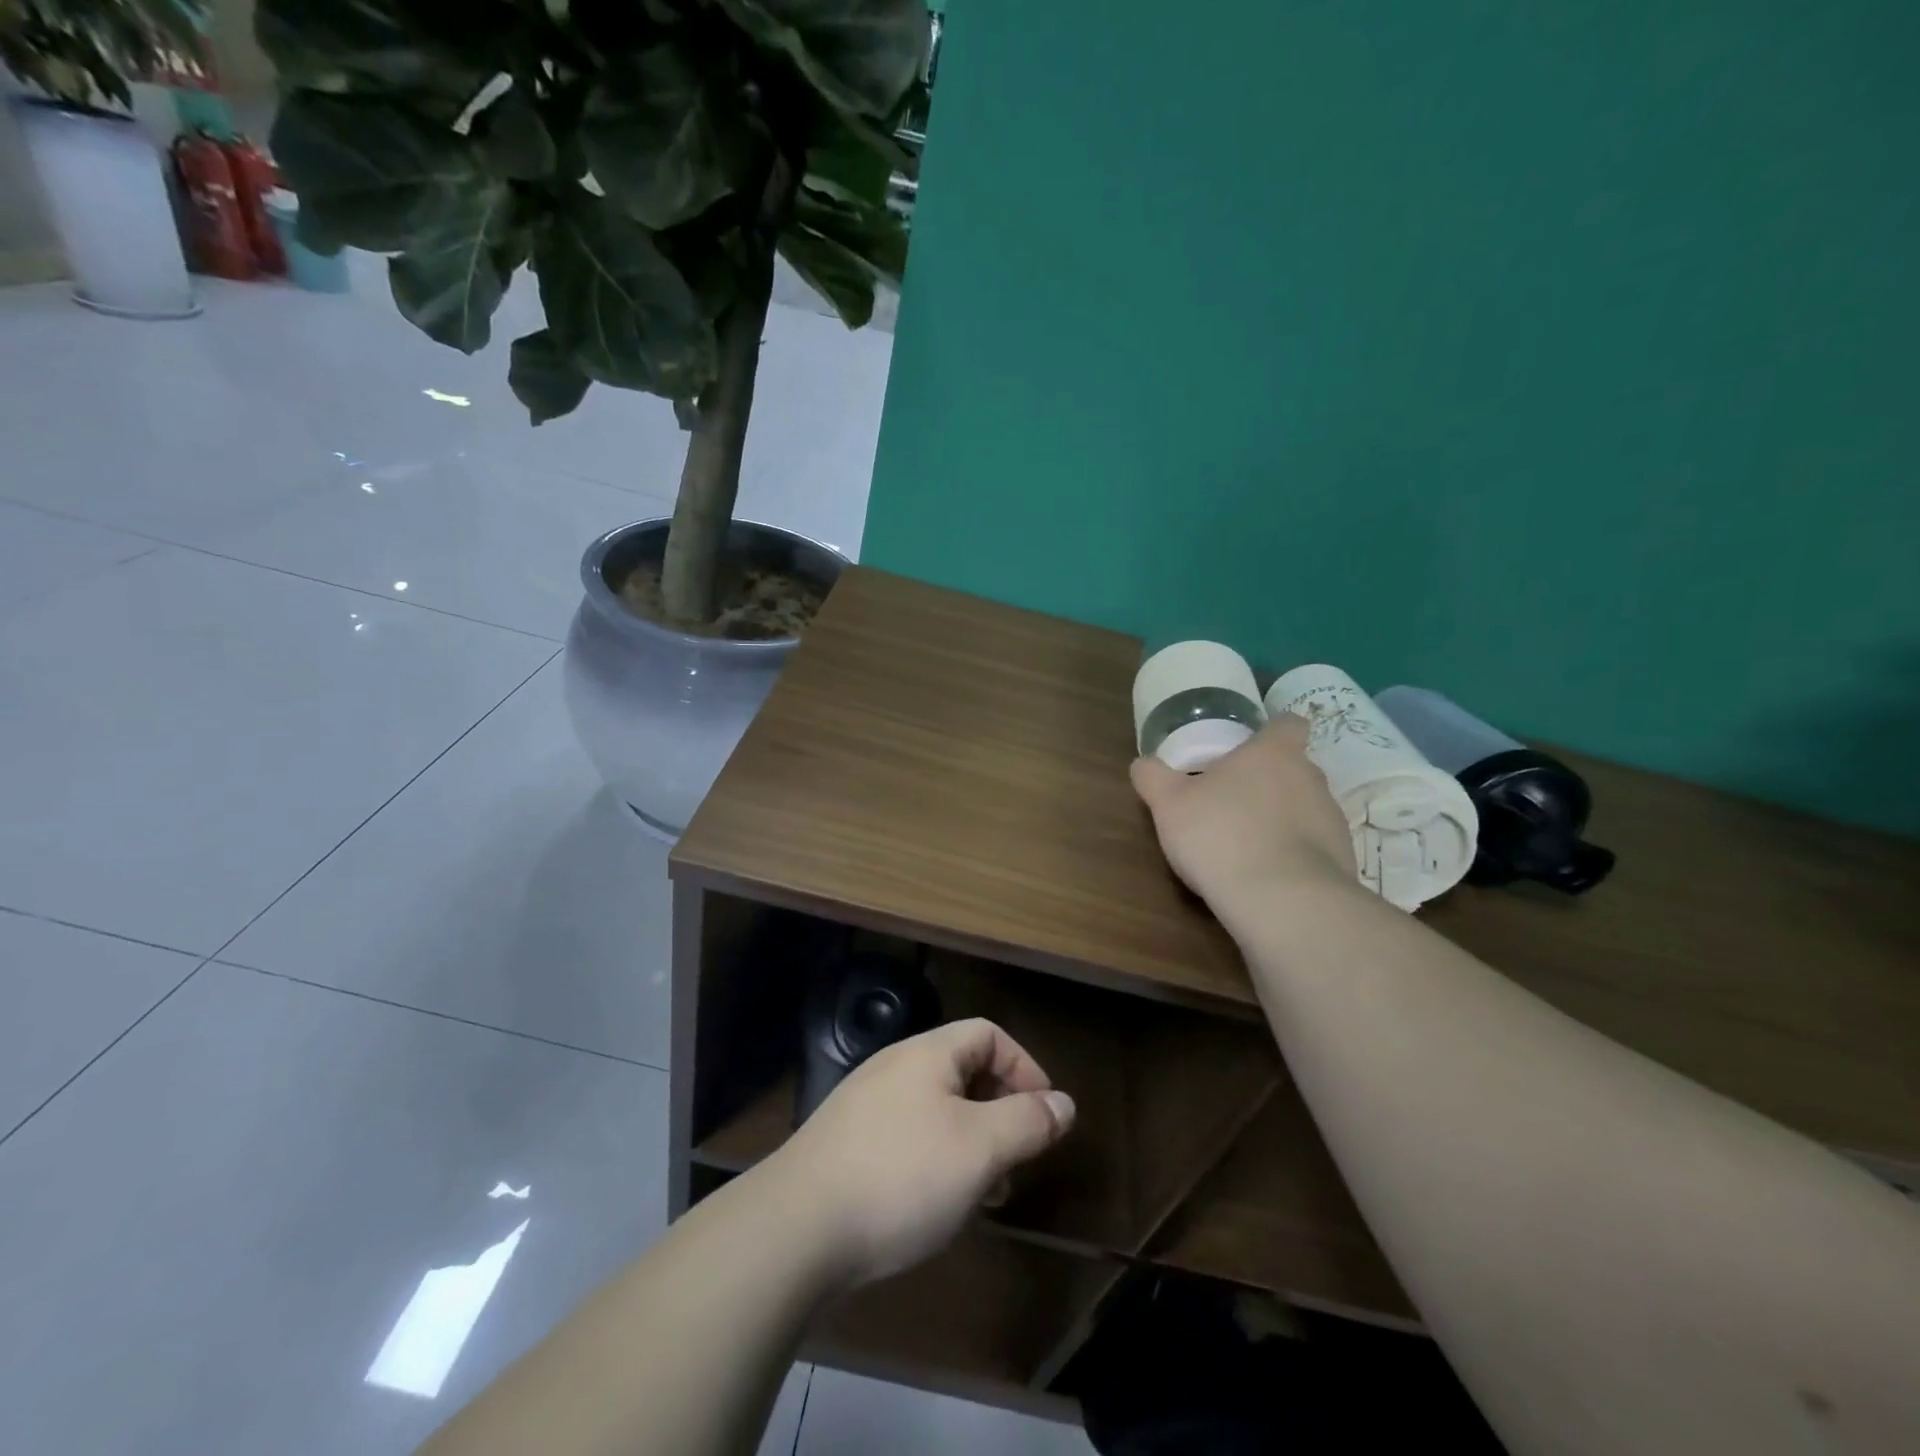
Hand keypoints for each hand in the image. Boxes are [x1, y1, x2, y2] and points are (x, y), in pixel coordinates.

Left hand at [763, 1019, 1075, 1286]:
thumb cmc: (901, 1176)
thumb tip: (1064, 1103)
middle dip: (1000, 1110)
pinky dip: (937, 1159)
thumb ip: (1027, 1121)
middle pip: (963, 1071)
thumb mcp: (979, 1149)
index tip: (1045, 1114)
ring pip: (937, 1109)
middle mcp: (894, 1067)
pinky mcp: (847, 1144)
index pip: (988, 1034)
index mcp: (927, 1054)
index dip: (1024, 1066)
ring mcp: (865, 1105)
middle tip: (1018, 1160)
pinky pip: (908, 1137)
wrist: (796, 1228)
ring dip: (971, 1142)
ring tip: (985, 1194)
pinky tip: (936, 1205)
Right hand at [1130, 712, 1356, 911]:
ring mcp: (1332, 820)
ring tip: (1245, 848)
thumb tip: (1142, 763)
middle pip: (1293, 768)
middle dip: (1266, 782)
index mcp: (1274, 753)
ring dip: (1280, 821)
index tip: (1248, 749)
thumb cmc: (1221, 835)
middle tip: (1230, 803)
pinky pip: (1314, 849)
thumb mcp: (1169, 804)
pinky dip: (1293, 856)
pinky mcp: (1342, 861)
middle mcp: (1311, 778)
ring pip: (1304, 809)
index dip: (1271, 732)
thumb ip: (1153, 777)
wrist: (1283, 901)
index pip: (1289, 723)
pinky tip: (1265, 878)